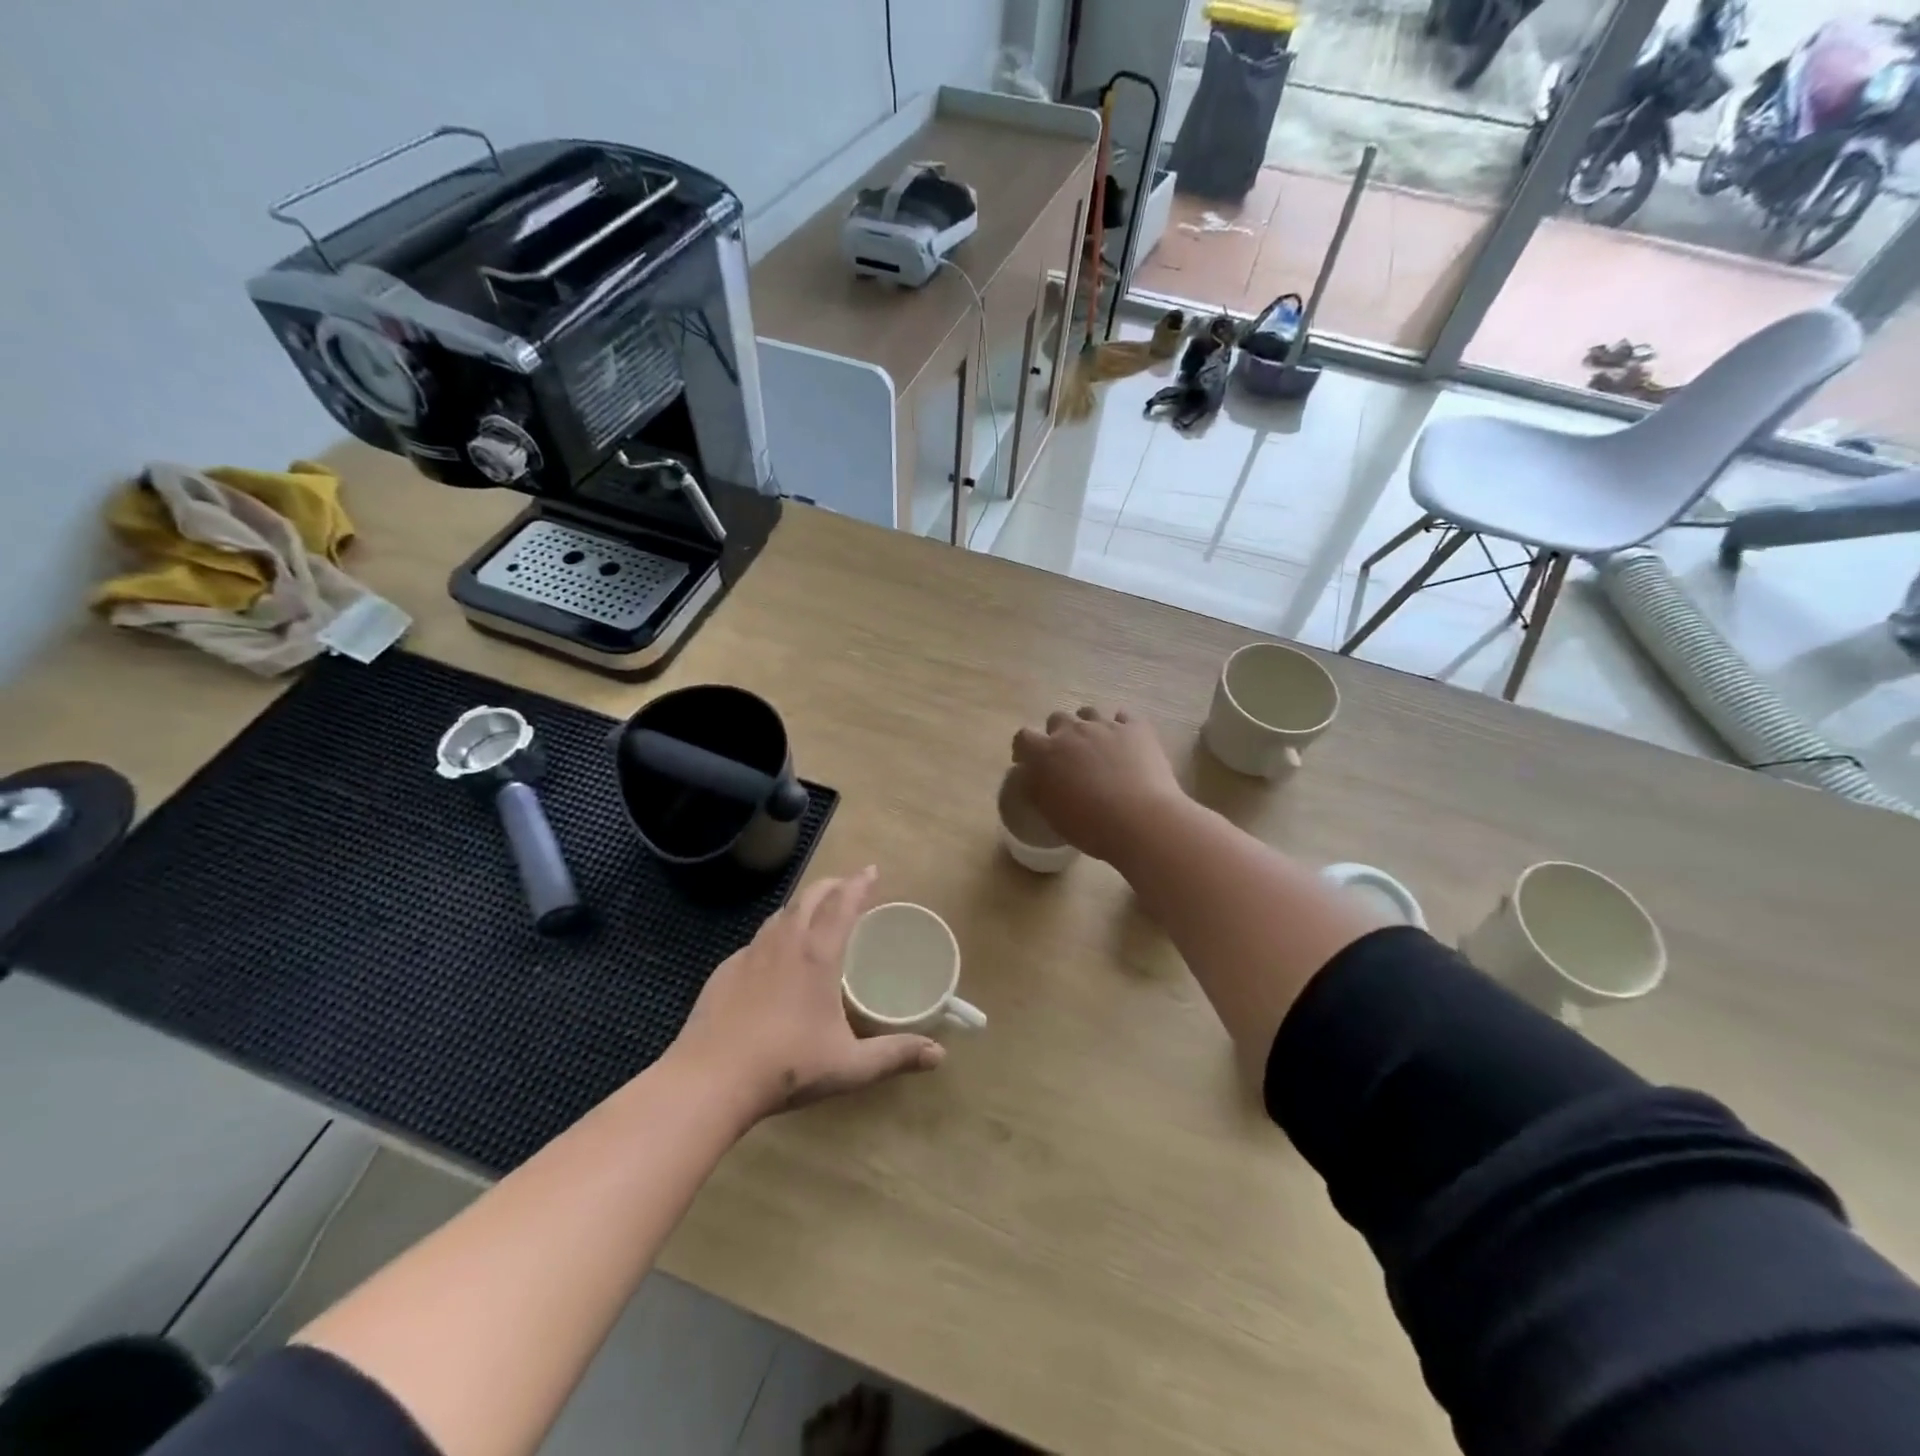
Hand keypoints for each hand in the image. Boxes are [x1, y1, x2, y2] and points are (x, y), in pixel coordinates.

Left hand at [672, 867, 943, 1122]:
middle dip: (832, 885)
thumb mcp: (850, 1066)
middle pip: (810, 897)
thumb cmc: (787, 1066)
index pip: (843, 903)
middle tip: (847, 887)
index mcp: (817, 954)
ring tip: (814, 915)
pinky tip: (773, 958)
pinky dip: (775, 935)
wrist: (710, 1080)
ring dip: (802, 905)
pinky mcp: (725, 971)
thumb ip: (895, 1055)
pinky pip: (757, 941)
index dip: (859, 884)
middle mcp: (784, 942)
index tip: (871, 870)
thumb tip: (940, 1055)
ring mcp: (750, 954)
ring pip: (780, 914)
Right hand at [1012, 707, 1186, 864]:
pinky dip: (1121, 727)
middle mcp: (1073, 731)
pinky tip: (1125, 743)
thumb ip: (1036, 789)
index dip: (1024, 749)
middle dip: (1058, 734)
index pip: (1023, 738)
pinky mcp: (1136, 729)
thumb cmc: (1090, 826)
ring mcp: (1106, 726)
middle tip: (1067, 757)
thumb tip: (1031, 777)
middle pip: (1057, 719)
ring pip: (1089, 713)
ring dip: (1087, 726)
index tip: (1029, 763)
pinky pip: (1124, 717)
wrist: (1141, 821)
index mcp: (1046, 753)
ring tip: (1097, 747)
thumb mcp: (1051, 814)